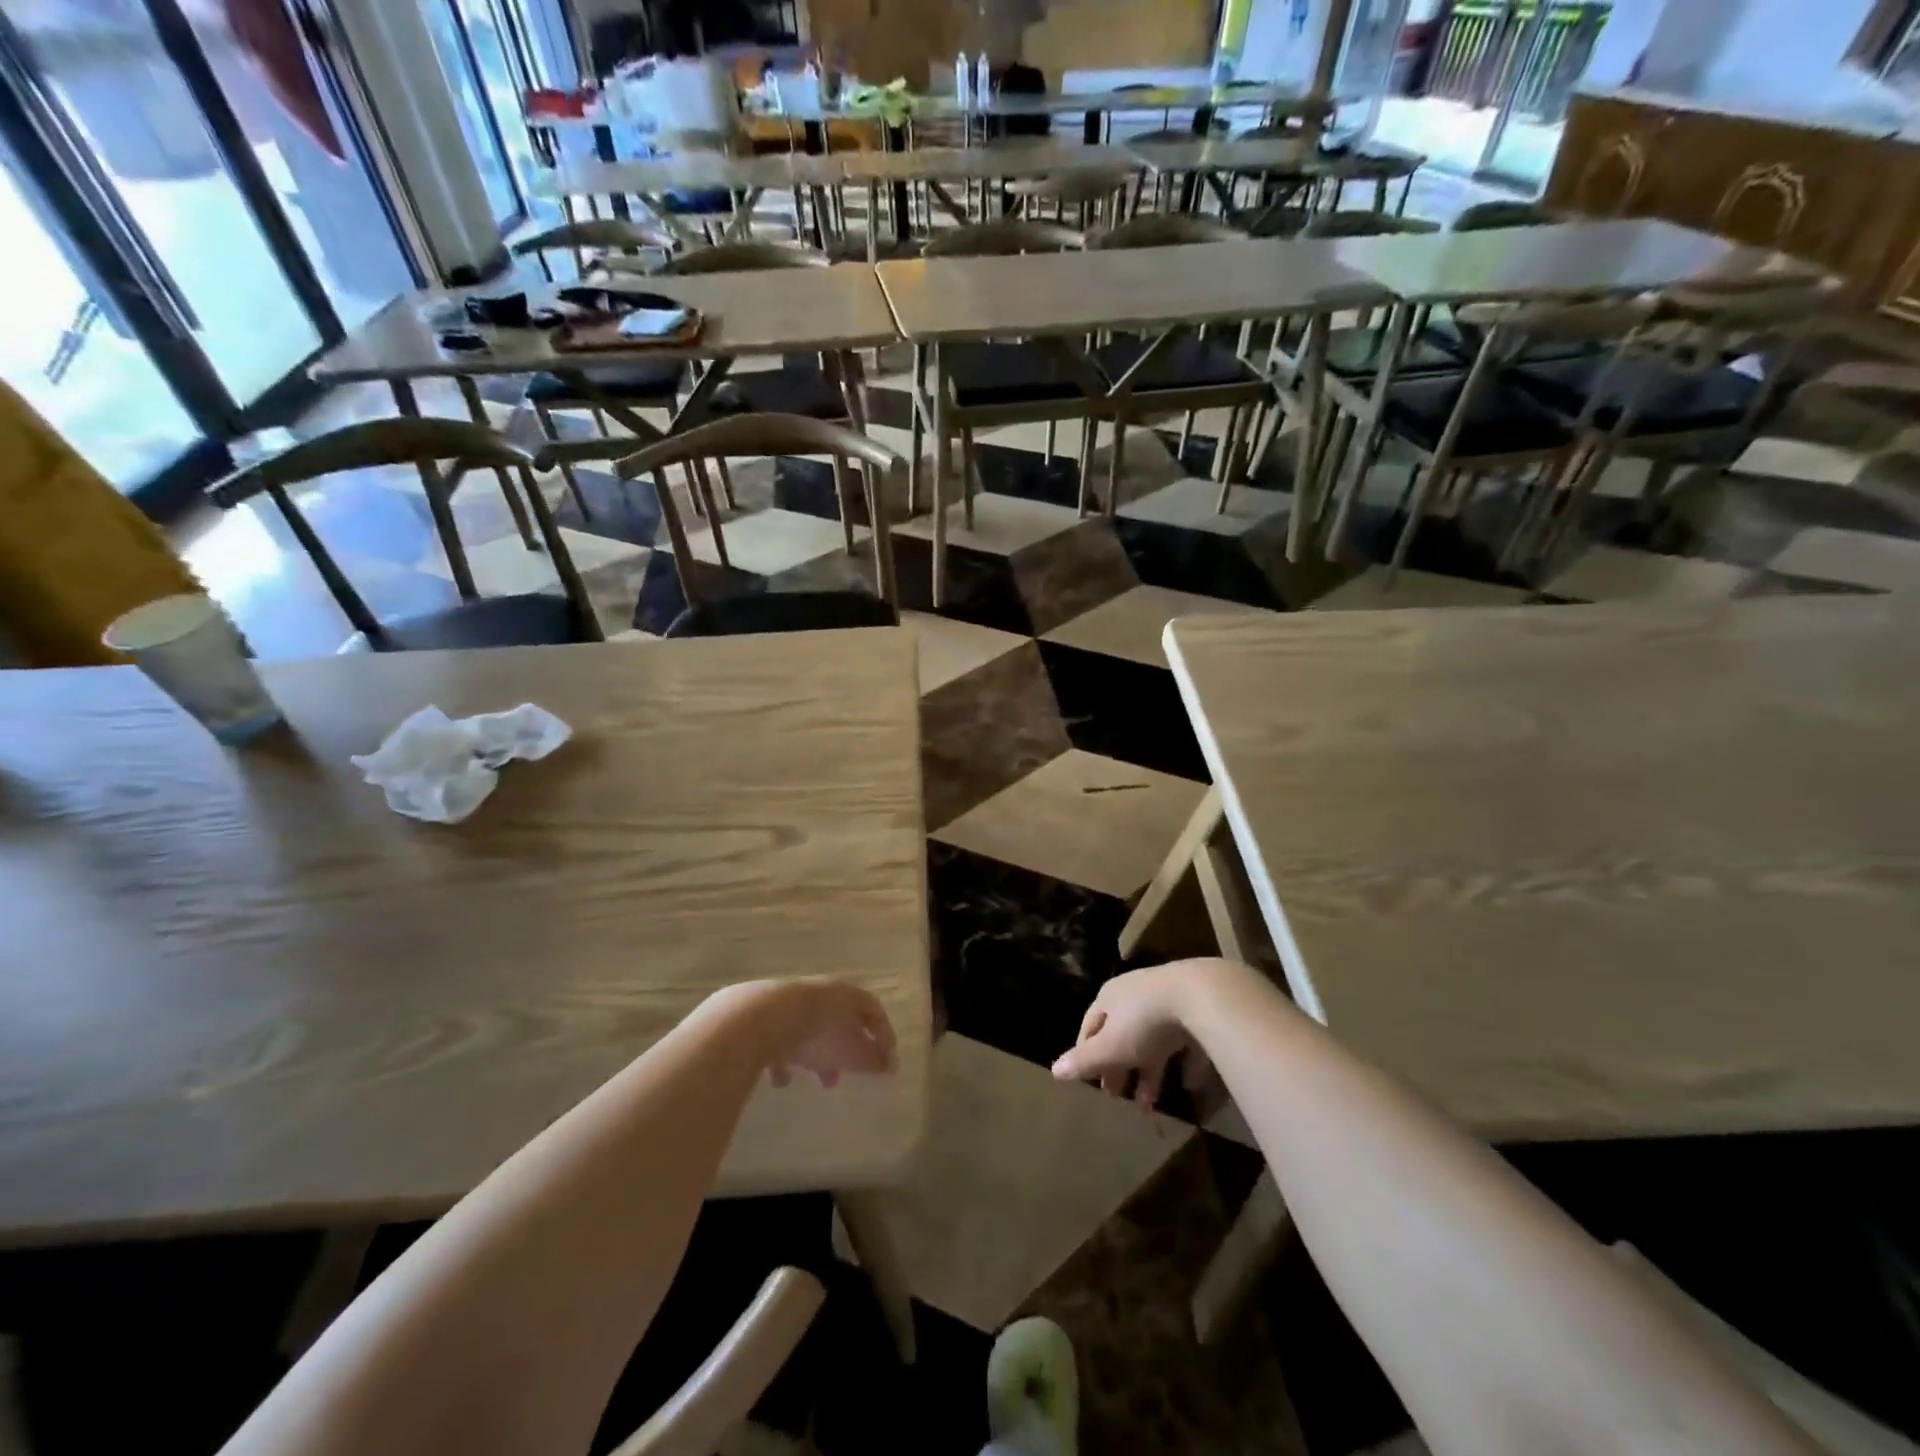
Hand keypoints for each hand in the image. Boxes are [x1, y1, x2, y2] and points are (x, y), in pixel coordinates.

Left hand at [707, 979, 896, 1088]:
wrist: (761, 1019)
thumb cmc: (819, 1034)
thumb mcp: (853, 1052)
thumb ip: (874, 1060)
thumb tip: (890, 1065)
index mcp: (846, 994)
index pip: (873, 1009)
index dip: (883, 1034)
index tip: (887, 1060)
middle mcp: (820, 992)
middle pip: (840, 1019)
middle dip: (846, 1049)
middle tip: (847, 1075)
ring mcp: (790, 1001)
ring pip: (810, 1029)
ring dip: (816, 1055)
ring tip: (816, 1081)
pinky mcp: (763, 1015)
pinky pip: (780, 1038)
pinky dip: (784, 1058)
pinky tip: (780, 1080)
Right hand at [1051, 959, 1244, 1107]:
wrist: (1200, 996)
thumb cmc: (1145, 1022)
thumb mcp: (1111, 1047)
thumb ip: (1084, 1061)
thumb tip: (1053, 1071)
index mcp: (1109, 998)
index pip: (1090, 1026)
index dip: (1087, 1054)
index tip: (1089, 1081)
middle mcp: (1135, 995)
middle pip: (1121, 1034)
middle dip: (1118, 1067)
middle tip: (1116, 1097)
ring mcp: (1167, 1000)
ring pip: (1153, 1040)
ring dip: (1148, 1073)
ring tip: (1148, 1106)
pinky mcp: (1196, 1010)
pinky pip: (1185, 1040)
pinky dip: (1184, 1063)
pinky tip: (1189, 1084)